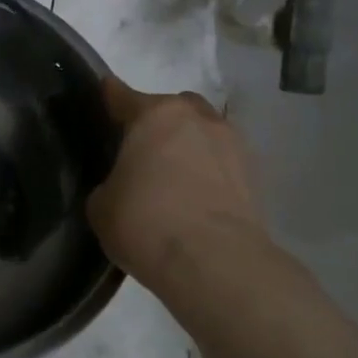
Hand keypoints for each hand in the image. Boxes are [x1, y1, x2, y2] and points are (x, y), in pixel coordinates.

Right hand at [86, 77, 261, 287]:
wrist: (215, 262)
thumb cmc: (146, 223)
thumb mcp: (101, 205)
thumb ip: (109, 183)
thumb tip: (122, 186)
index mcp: (154, 115)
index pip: (121, 95)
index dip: (108, 97)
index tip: (102, 98)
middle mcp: (196, 117)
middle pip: (171, 108)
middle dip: (156, 123)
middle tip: (141, 153)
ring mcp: (232, 142)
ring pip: (202, 132)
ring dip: (188, 146)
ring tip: (173, 178)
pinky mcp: (255, 174)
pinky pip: (222, 162)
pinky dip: (209, 172)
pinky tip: (197, 198)